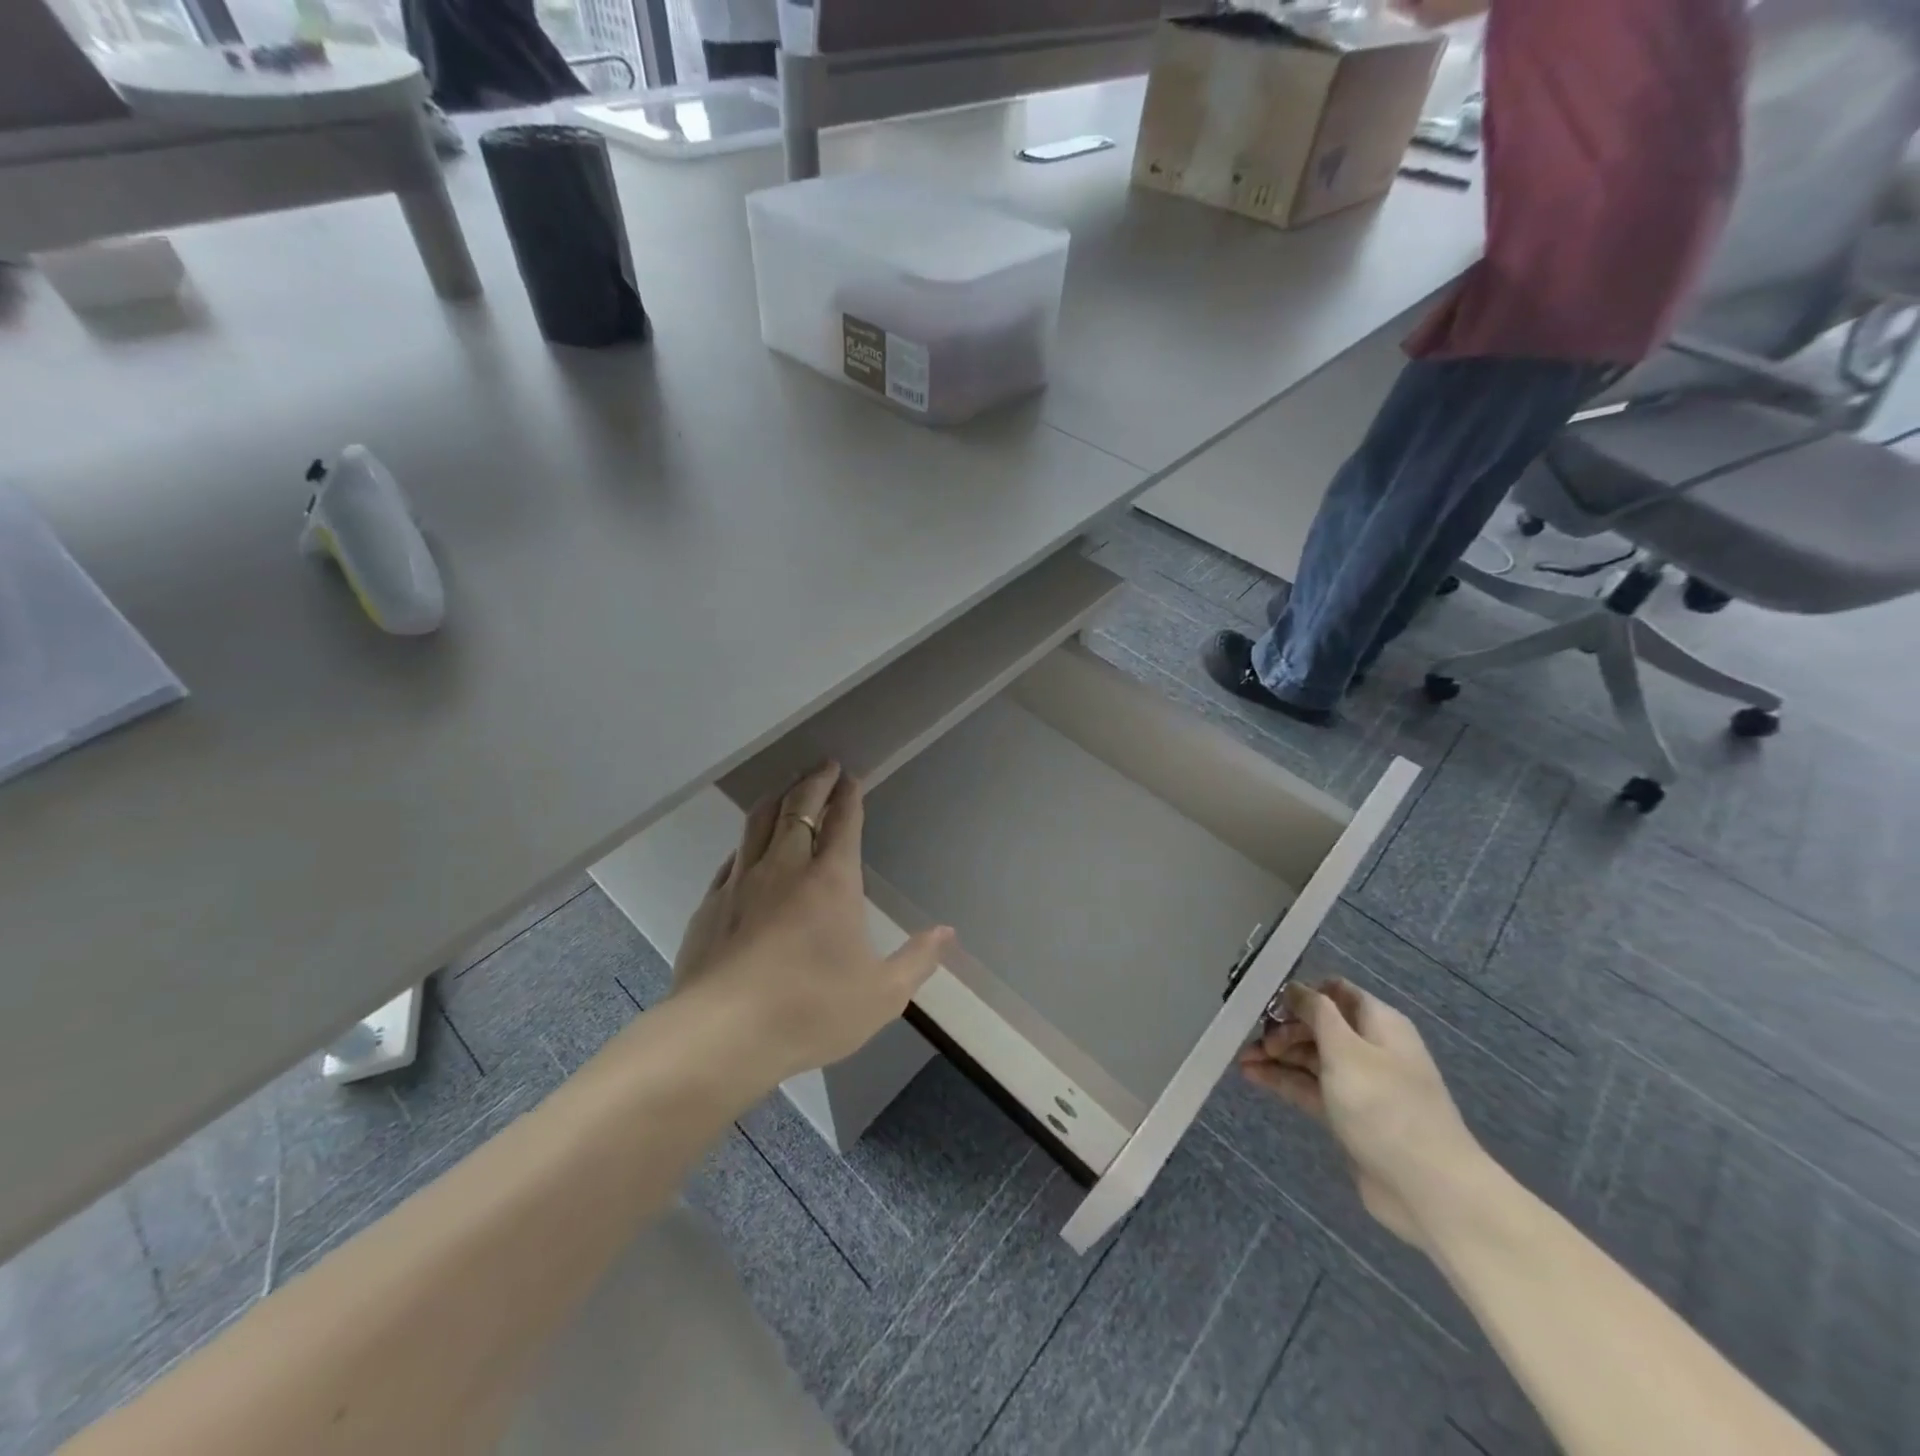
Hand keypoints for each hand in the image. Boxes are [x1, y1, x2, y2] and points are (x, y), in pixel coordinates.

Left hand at [673, 764, 953, 1085]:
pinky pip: (733, 857)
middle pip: (800, 808)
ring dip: (778, 797)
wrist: (722, 1034)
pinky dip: (747, 840)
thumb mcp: (881, 995)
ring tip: (787, 786)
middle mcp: (785, 868)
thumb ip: (917, 960)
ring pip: (760, 822)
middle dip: (815, 781)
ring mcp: (742, 882)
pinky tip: (747, 846)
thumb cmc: (811, 1010)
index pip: (843, 822)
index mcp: (831, 881)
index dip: (849, 795)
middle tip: (824, 765)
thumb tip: (946, 932)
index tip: (851, 776)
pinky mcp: (711, 904)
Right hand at [1238, 978, 1483, 1248]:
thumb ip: (1317, 1012)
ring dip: (1277, 1055)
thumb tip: (1295, 988)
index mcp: (1378, 1023)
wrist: (1429, 1190)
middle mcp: (1370, 1048)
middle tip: (1252, 1039)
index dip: (1301, 992)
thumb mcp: (1346, 1049)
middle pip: (1319, 1025)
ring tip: (1241, 1058)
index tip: (1266, 1001)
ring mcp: (1359, 1084)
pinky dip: (1283, 1080)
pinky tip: (1251, 1077)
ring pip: (1310, 1058)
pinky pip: (1310, 1087)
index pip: (1335, 992)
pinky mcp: (1349, 1116)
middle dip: (1282, 1027)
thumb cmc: (1385, 1107)